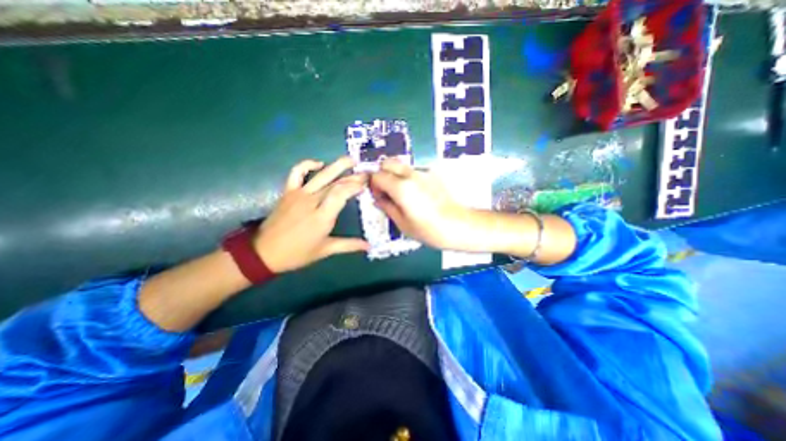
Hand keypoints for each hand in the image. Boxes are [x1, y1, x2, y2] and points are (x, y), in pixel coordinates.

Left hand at [255, 157, 371, 272]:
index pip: (341, 193)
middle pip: (335, 183)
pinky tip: (319, 163)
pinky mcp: (288, 191)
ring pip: (321, 175)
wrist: (264, 252)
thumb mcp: (325, 250)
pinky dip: (307, 164)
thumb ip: (349, 245)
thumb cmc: (298, 253)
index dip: (355, 186)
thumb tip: (369, 246)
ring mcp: (299, 194)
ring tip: (350, 159)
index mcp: (322, 216)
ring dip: (337, 166)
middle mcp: (312, 201)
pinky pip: (297, 172)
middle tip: (366, 173)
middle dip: (353, 177)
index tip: (366, 185)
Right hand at [366, 158, 472, 250]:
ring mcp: (423, 172)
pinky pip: (413, 171)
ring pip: (401, 165)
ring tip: (401, 194)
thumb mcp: (402, 223)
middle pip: (387, 162)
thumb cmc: (429, 230)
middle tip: (386, 191)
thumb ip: (387, 207)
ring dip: (395, 175)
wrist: (458, 226)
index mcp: (401, 187)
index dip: (373, 185)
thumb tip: (378, 199)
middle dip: (382, 174)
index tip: (378, 196)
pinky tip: (415, 194)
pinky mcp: (432, 175)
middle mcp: (411, 175)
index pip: (377, 175)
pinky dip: (407, 178)